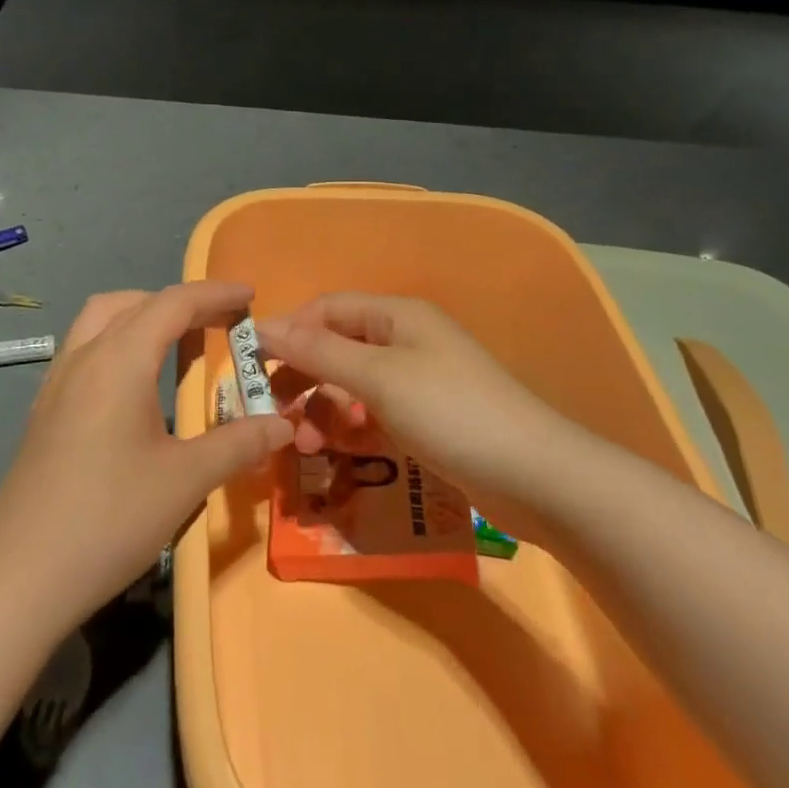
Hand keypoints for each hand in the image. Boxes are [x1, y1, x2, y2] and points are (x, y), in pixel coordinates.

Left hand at [0, 282, 292, 629]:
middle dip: (183, 302)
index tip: (250, 295)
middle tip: (221, 322)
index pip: (173, 304)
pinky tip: (134, 379)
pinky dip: (118, 338)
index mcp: (120, 361)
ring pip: (102, 318)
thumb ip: (238, 444)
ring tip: (178, 339)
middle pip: (136, 303)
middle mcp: (85, 356)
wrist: (20, 576)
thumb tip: (282, 424)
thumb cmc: (109, 519)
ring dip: (144, 313)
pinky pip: (85, 346)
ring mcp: (58, 380)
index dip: (215, 294)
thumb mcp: (185, 481)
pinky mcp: (44, 407)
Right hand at [257, 293, 567, 508]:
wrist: (537, 477)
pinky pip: (373, 415)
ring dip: (323, 411)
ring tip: (306, 447)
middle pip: (335, 349)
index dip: (288, 332)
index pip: (326, 310)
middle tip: (274, 417)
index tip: (251, 367)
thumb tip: (263, 326)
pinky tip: (342, 454)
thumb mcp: (378, 378)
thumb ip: (319, 352)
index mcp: (395, 315)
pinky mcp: (426, 419)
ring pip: (351, 387)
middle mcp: (403, 340)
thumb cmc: (452, 412)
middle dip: (302, 379)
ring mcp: (416, 381)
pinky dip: (352, 430)